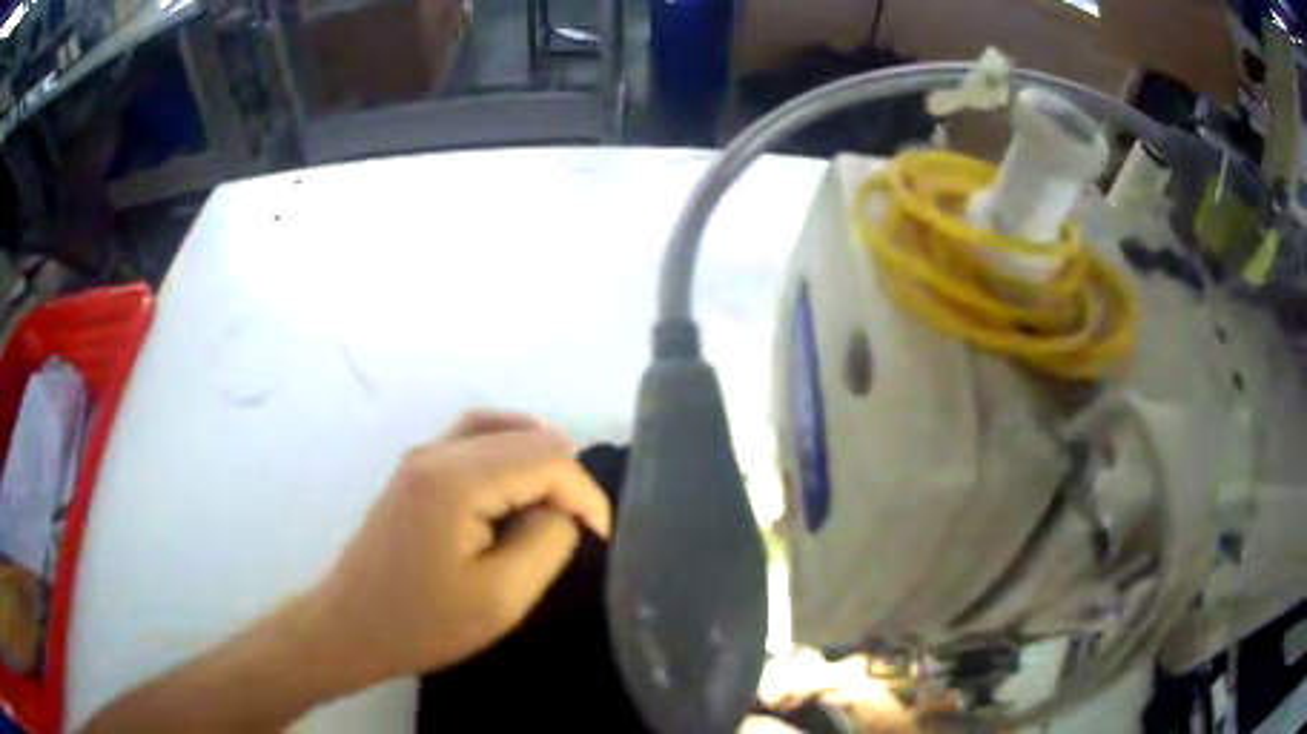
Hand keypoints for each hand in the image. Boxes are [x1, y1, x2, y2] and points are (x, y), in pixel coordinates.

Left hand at [310, 410, 611, 684]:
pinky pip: (472, 438)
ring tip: (558, 500)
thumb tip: (562, 509)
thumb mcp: (502, 597)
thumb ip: (546, 540)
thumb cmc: (422, 623)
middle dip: (563, 477)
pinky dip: (507, 451)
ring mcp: (421, 456)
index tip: (599, 537)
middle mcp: (437, 451)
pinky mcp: (414, 470)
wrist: (349, 627)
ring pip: (498, 427)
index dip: (584, 493)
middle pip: (525, 435)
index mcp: (456, 479)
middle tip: (577, 528)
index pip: (547, 457)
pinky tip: (515, 485)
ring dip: (537, 458)